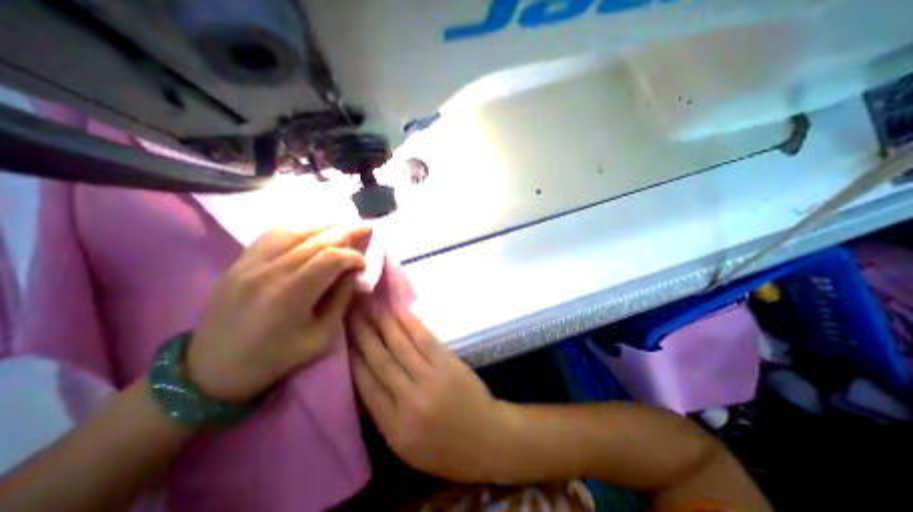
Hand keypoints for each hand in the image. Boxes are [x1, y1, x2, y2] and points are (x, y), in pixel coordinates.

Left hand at [184, 222, 369, 399]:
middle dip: (346, 231)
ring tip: (343, 224)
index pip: (330, 258)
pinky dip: (298, 227)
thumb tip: (353, 274)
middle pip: (315, 239)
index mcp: (290, 294)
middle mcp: (270, 271)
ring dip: (324, 225)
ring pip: (294, 230)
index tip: (364, 264)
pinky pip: (272, 234)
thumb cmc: (275, 358)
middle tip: (366, 227)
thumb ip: (340, 300)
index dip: (353, 256)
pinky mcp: (240, 261)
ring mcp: (250, 262)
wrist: (212, 369)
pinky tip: (312, 228)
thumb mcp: (321, 337)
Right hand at [351, 300, 519, 483]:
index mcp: (393, 427)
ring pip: (399, 346)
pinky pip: (423, 340)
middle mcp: (408, 400)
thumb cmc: (446, 448)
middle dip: (362, 334)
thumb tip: (365, 382)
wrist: (487, 439)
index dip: (353, 358)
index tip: (343, 338)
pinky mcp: (447, 363)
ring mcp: (430, 378)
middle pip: (379, 361)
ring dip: (383, 323)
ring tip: (370, 305)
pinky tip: (398, 311)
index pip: (365, 385)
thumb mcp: (406, 447)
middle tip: (351, 312)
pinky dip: (409, 324)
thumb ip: (384, 415)